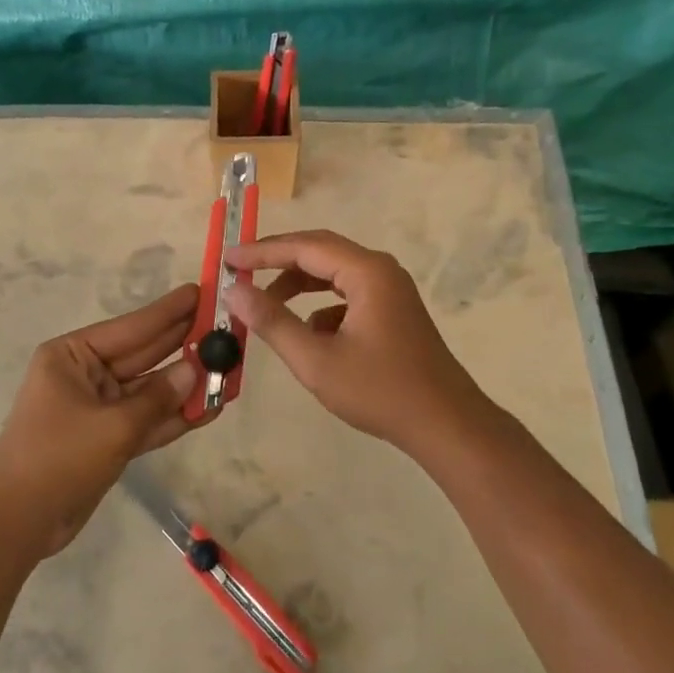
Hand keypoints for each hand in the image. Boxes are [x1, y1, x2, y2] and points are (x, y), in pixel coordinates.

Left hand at [0, 284, 201, 556]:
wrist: (17, 523)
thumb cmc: (57, 458)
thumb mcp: (112, 426)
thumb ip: (157, 398)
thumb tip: (196, 369)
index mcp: (72, 356)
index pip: (131, 327)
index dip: (169, 311)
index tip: (201, 292)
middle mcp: (85, 374)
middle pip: (144, 354)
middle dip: (183, 344)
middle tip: (225, 327)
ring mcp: (98, 407)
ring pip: (150, 390)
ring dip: (186, 384)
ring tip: (229, 368)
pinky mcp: (108, 438)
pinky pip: (147, 419)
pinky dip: (174, 416)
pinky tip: (210, 407)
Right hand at [225, 229, 497, 454]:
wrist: (446, 425)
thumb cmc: (380, 391)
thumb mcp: (316, 360)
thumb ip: (272, 321)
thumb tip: (234, 292)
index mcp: (367, 272)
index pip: (304, 247)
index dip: (262, 252)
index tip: (227, 258)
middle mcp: (381, 271)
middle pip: (320, 251)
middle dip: (277, 260)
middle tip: (240, 270)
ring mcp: (390, 290)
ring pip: (333, 273)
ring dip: (298, 284)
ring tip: (266, 304)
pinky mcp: (393, 311)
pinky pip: (347, 294)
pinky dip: (320, 305)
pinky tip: (308, 335)